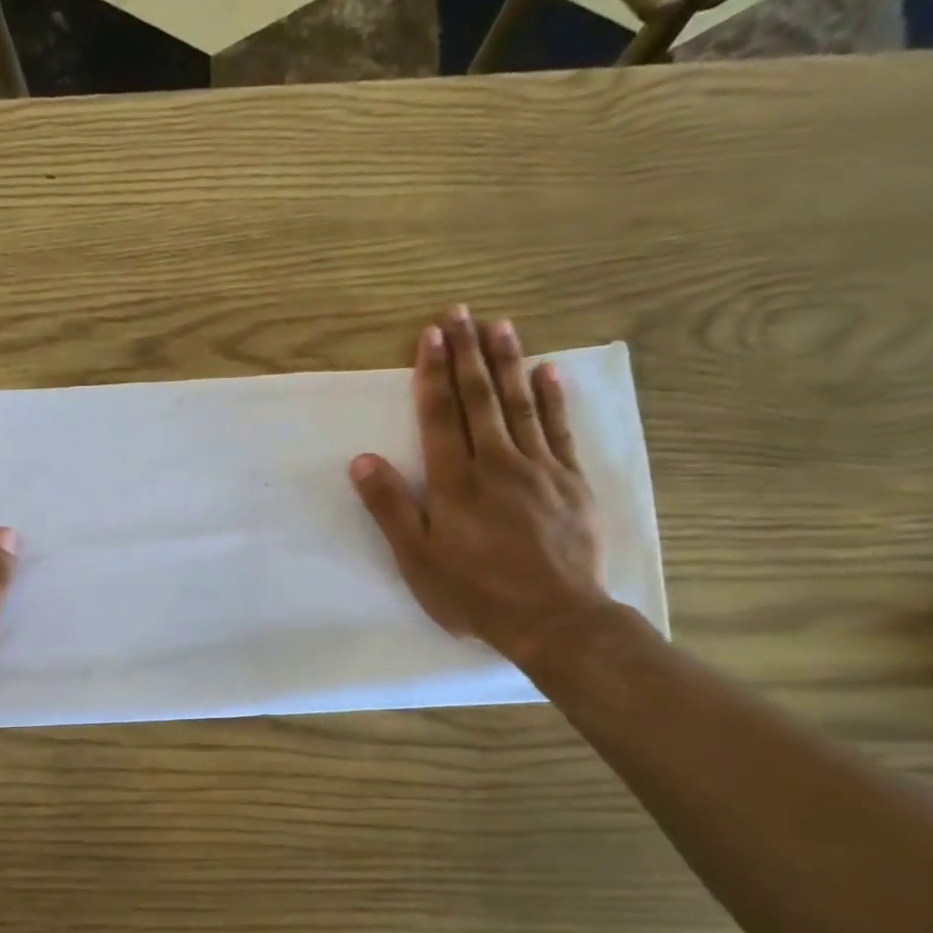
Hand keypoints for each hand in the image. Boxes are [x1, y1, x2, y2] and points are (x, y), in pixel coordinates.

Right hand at [350, 308, 612, 667]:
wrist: (554, 619)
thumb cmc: (475, 592)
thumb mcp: (417, 558)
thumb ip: (390, 507)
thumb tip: (362, 459)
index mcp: (454, 481)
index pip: (440, 415)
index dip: (433, 373)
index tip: (431, 335)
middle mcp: (496, 463)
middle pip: (479, 399)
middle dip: (467, 353)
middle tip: (460, 313)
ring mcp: (539, 469)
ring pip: (520, 404)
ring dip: (507, 362)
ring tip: (500, 326)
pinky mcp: (570, 482)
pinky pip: (560, 430)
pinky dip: (554, 398)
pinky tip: (548, 372)